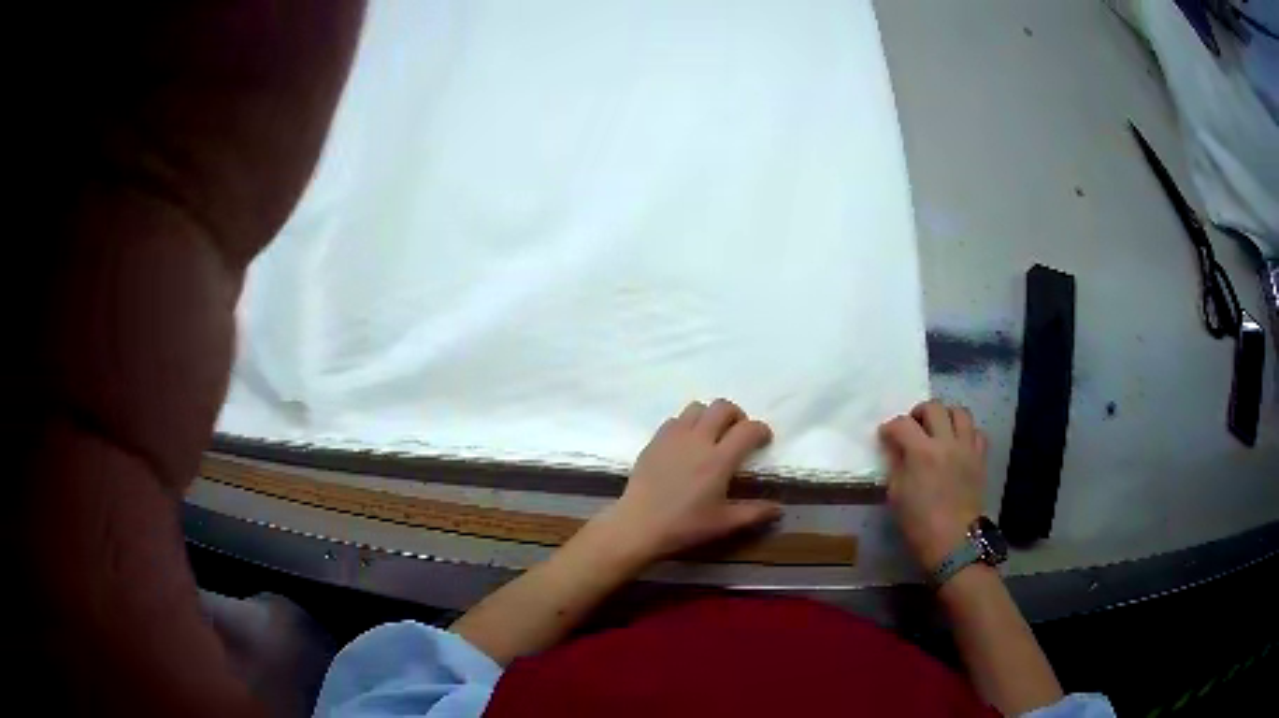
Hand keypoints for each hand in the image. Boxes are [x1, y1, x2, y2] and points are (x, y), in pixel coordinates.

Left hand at [592, 399, 782, 563]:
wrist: (638, 525)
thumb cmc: (684, 525)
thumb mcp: (724, 523)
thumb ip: (754, 513)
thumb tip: (779, 508)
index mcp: (719, 459)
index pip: (748, 429)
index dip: (761, 430)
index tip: (763, 441)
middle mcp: (698, 439)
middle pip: (723, 407)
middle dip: (737, 415)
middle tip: (738, 434)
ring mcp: (673, 437)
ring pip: (697, 407)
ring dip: (710, 416)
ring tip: (712, 436)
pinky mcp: (655, 441)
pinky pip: (675, 419)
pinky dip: (687, 424)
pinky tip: (686, 445)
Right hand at [879, 401, 987, 571]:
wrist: (954, 541)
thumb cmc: (919, 523)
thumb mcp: (897, 495)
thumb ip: (896, 465)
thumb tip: (896, 449)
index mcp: (921, 452)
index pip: (902, 424)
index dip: (890, 427)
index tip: (885, 436)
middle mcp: (946, 442)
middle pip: (934, 407)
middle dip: (919, 413)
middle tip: (913, 427)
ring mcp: (967, 448)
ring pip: (960, 412)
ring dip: (946, 415)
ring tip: (938, 429)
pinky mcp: (980, 458)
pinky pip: (976, 432)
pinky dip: (966, 432)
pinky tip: (958, 444)